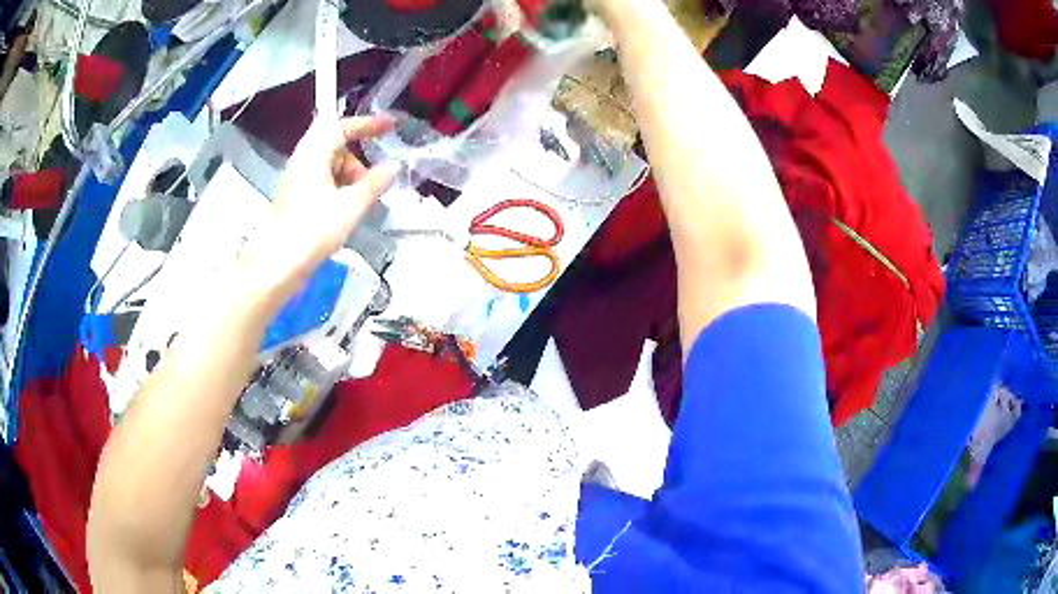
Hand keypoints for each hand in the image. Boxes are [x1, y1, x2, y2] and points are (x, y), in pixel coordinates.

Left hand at [244, 116, 401, 297]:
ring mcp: (297, 180)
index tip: (390, 127)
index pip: (342, 126)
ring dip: (349, 174)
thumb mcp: (351, 205)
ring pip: (329, 164)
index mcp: (313, 154)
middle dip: (358, 157)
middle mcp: (302, 161)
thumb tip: (395, 166)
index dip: (368, 124)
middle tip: (374, 177)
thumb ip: (375, 182)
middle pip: (334, 144)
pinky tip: (347, 209)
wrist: (278, 265)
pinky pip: (321, 181)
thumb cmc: (313, 230)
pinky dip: (338, 187)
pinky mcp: (295, 198)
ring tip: (362, 199)